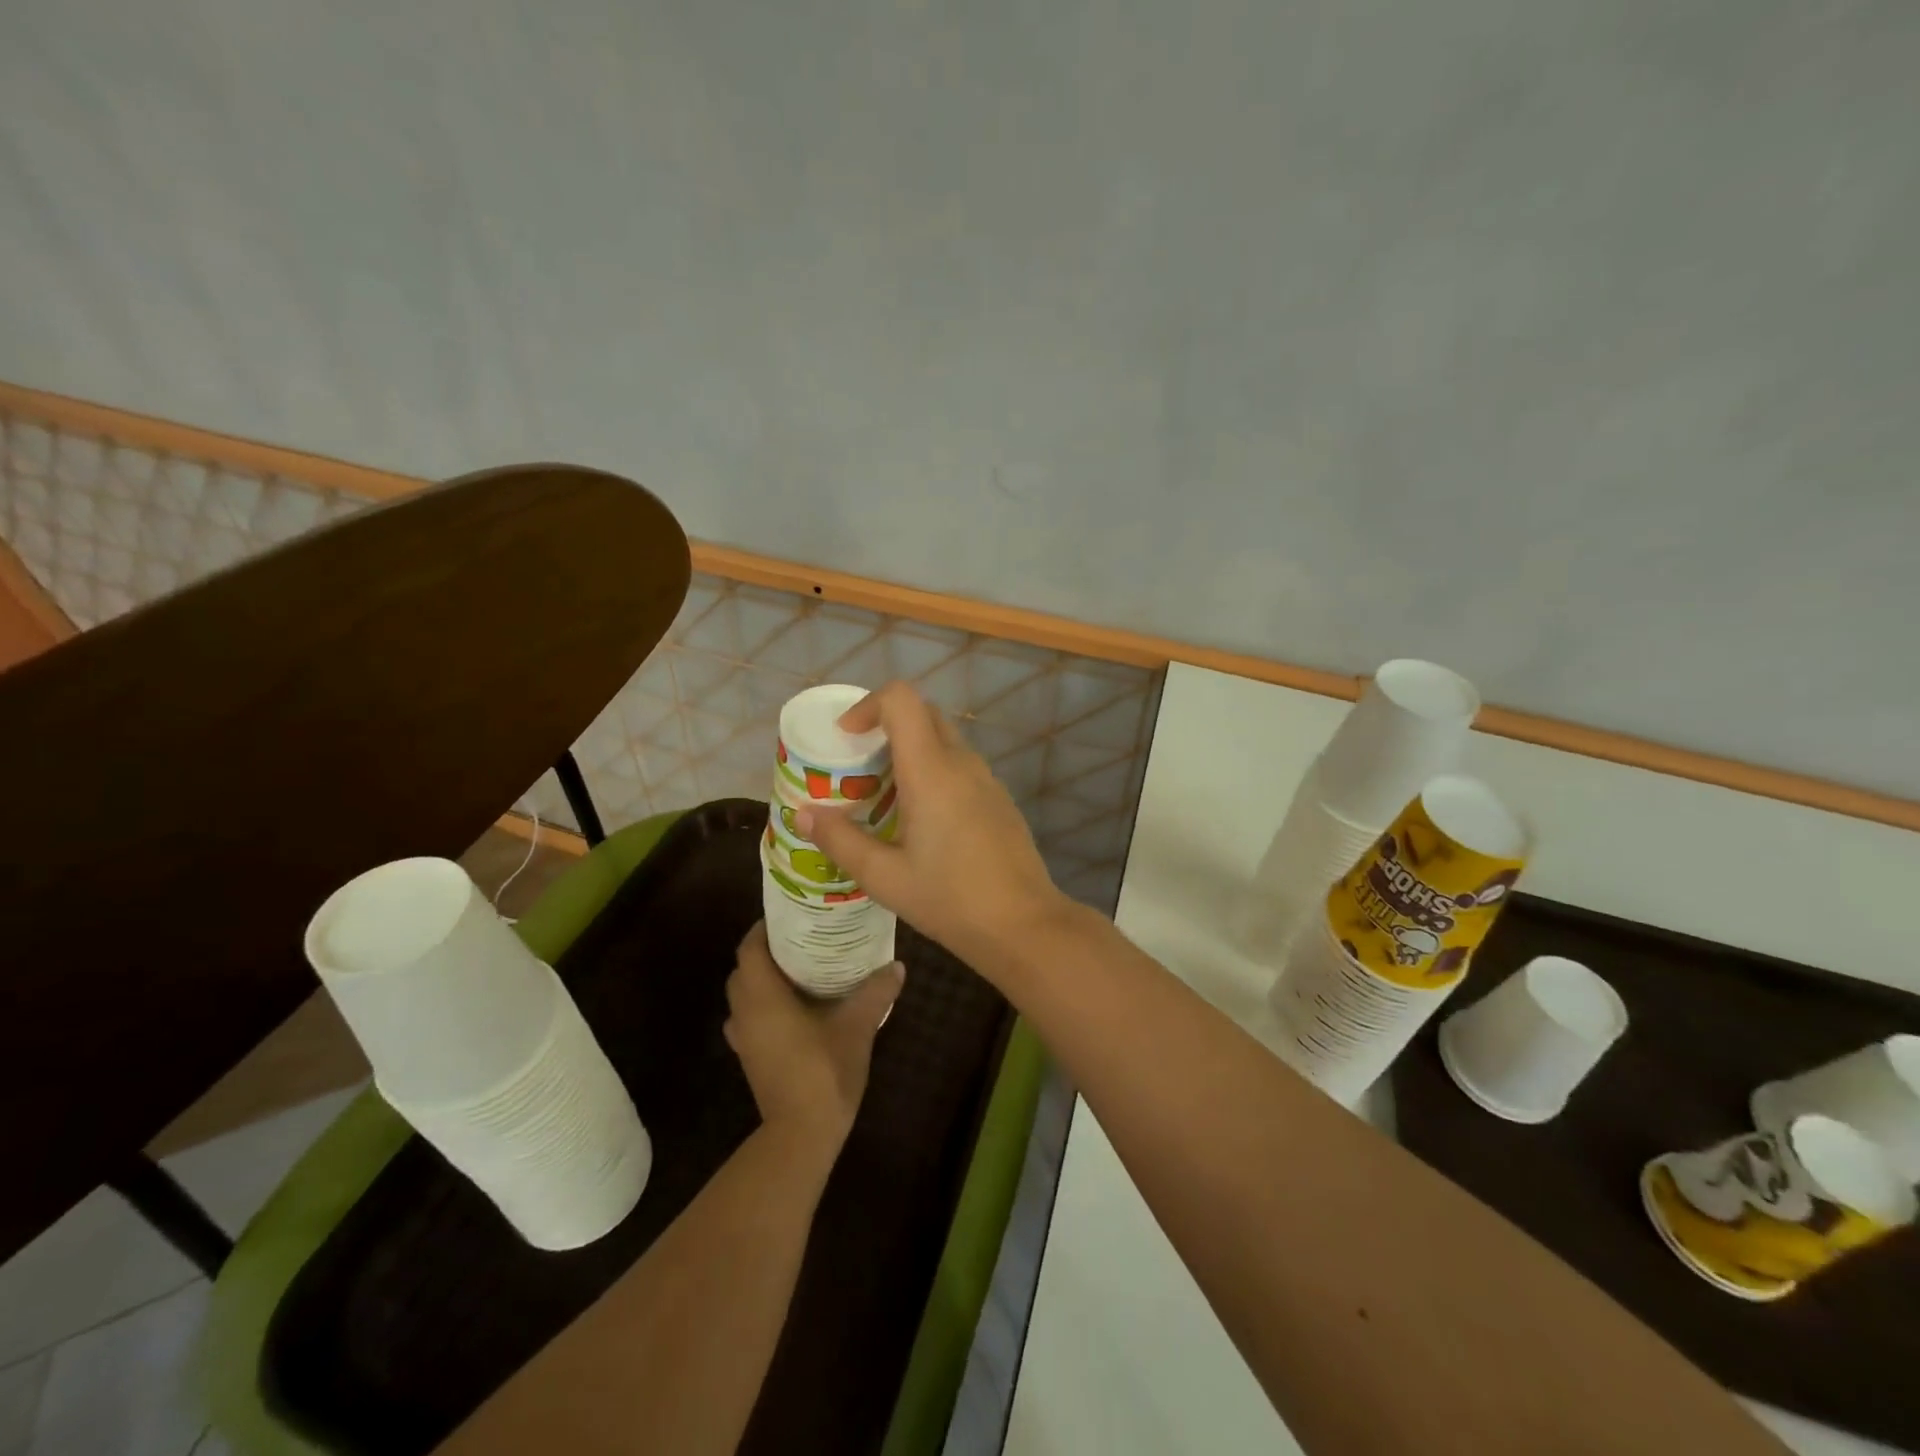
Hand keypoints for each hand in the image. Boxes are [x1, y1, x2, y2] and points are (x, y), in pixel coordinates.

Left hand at [723, 923, 902, 1160]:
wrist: (802, 1134)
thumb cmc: (824, 1071)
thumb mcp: (858, 1026)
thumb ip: (876, 991)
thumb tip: (897, 965)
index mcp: (763, 997)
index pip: (749, 949)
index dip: (764, 929)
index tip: (791, 917)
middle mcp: (745, 1013)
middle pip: (744, 969)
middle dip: (766, 951)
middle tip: (802, 940)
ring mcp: (743, 1039)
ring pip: (744, 995)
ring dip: (763, 980)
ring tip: (800, 970)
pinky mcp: (750, 1058)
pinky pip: (750, 1019)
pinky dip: (764, 1006)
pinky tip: (795, 1010)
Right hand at [794, 681, 1072, 969]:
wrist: (1024, 924)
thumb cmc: (950, 900)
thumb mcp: (884, 877)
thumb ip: (840, 841)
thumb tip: (804, 814)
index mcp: (931, 770)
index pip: (902, 699)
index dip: (868, 705)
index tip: (845, 737)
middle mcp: (962, 762)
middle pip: (923, 713)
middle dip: (886, 726)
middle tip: (859, 765)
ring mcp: (987, 779)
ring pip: (944, 740)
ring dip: (911, 751)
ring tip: (884, 796)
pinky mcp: (999, 799)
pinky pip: (961, 766)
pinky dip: (934, 771)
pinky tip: (922, 821)